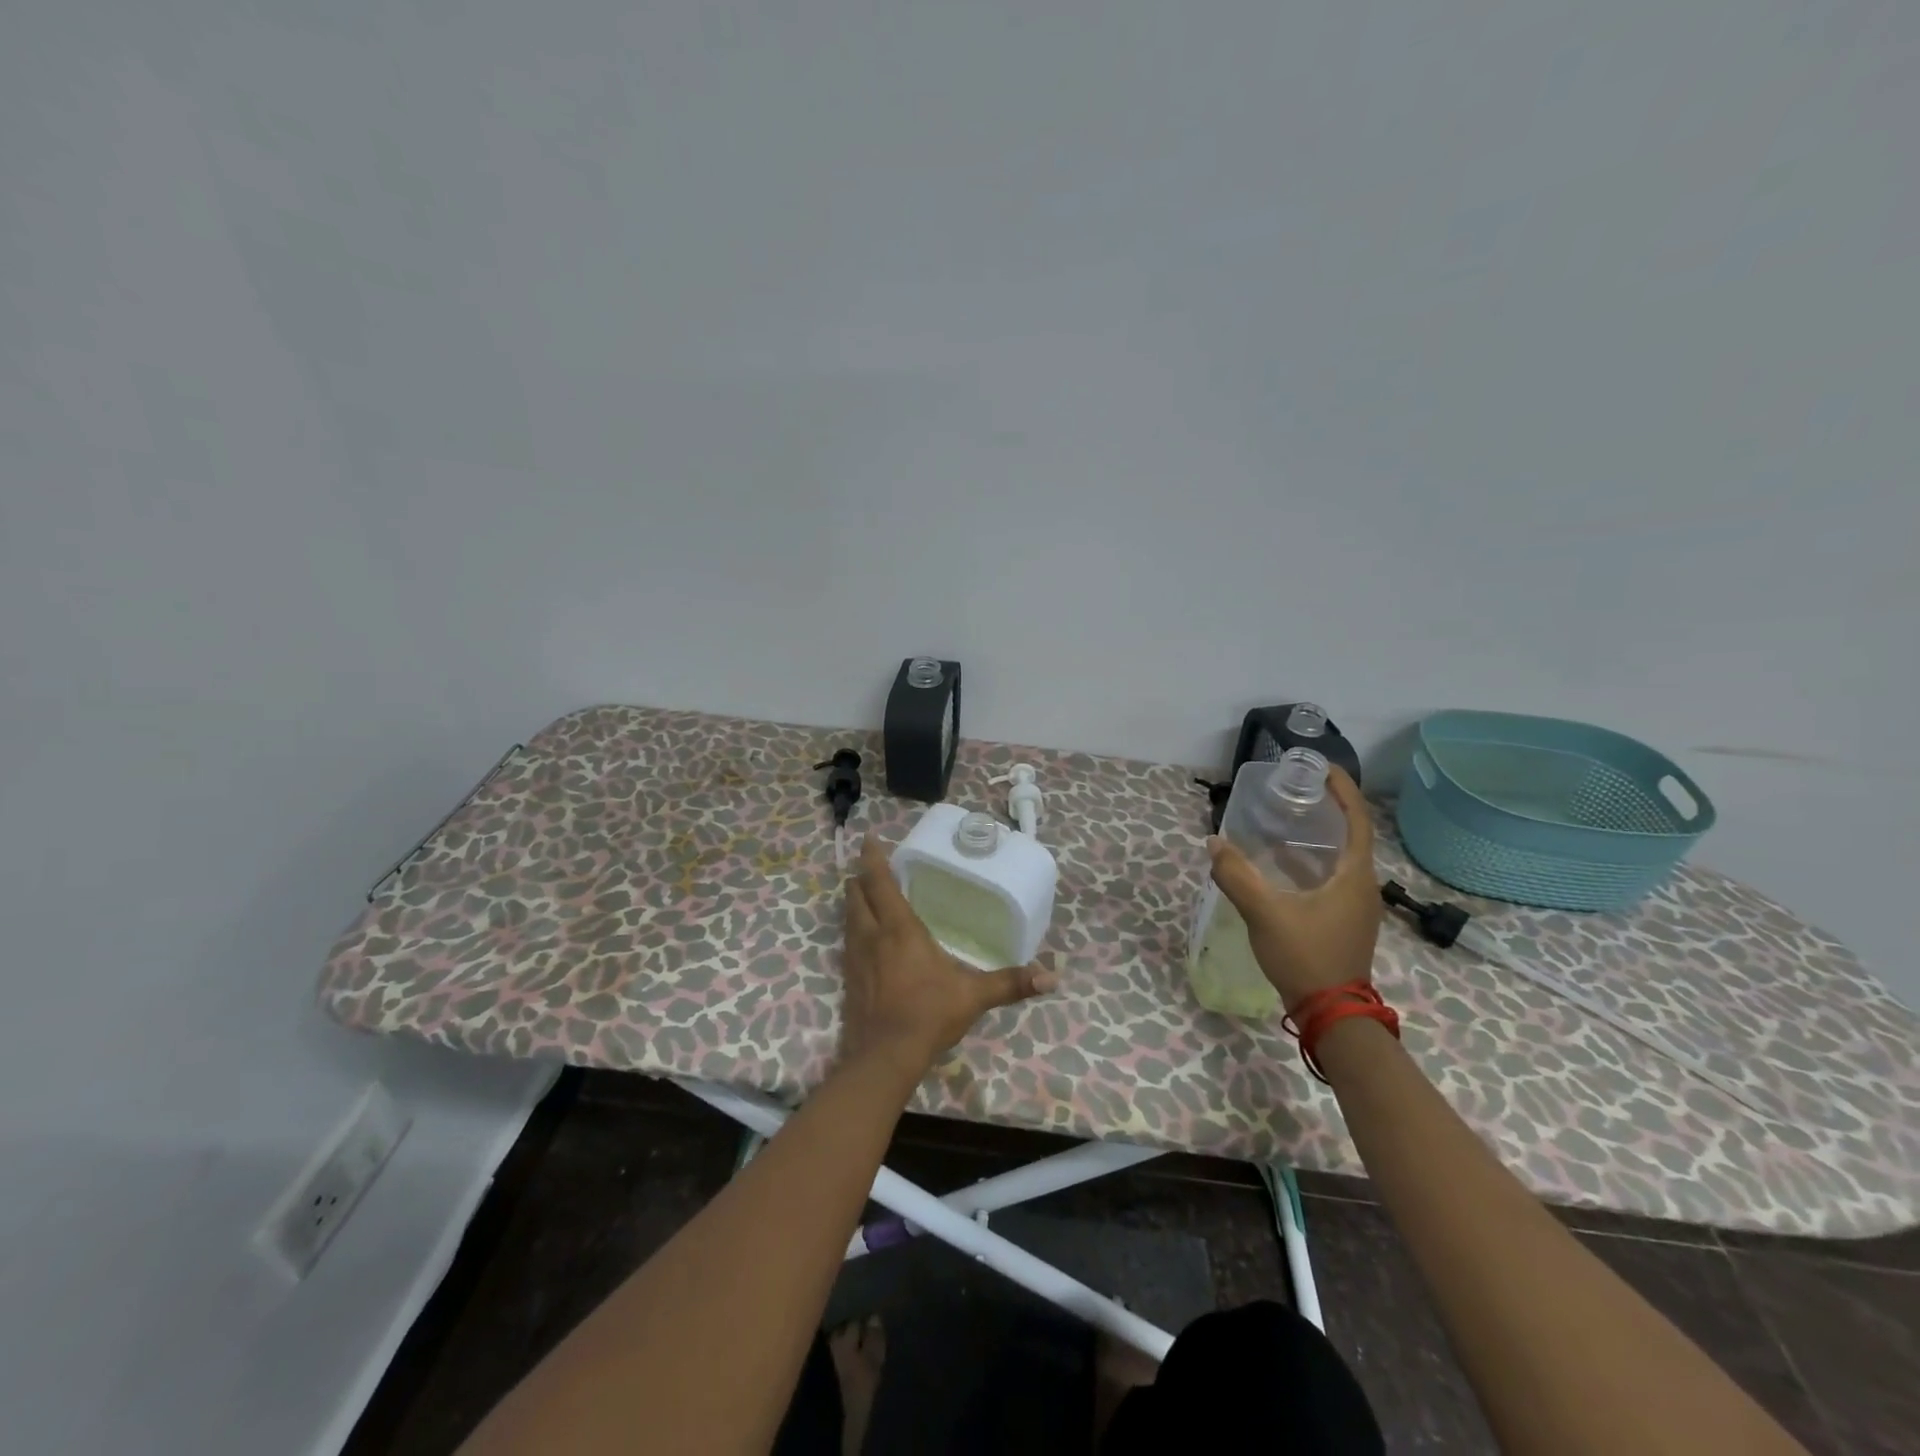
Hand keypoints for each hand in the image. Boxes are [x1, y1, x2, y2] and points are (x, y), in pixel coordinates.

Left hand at [840, 837, 1056, 1071]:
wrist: (885, 1056)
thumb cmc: (929, 1014)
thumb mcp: (974, 995)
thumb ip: (1011, 983)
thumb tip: (1052, 978)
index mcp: (899, 928)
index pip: (880, 883)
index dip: (872, 858)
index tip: (867, 839)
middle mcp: (872, 935)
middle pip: (855, 895)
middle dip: (859, 879)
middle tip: (868, 868)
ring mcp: (855, 958)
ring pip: (848, 918)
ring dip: (854, 902)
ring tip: (863, 895)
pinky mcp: (848, 979)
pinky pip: (847, 943)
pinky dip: (853, 930)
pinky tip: (864, 940)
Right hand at [1205, 766, 1382, 1011]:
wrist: (1332, 1015)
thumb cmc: (1306, 957)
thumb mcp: (1266, 913)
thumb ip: (1237, 876)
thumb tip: (1214, 843)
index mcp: (1355, 876)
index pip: (1358, 819)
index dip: (1343, 789)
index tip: (1320, 767)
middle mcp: (1362, 885)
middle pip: (1352, 834)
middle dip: (1327, 808)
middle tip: (1294, 790)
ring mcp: (1356, 905)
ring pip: (1340, 858)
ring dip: (1317, 836)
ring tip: (1284, 820)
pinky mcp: (1344, 920)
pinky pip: (1331, 877)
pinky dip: (1310, 862)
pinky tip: (1281, 865)